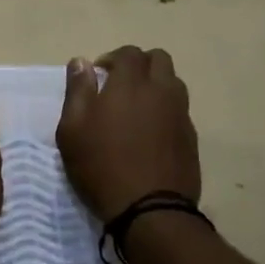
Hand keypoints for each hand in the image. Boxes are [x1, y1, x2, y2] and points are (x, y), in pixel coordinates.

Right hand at [57, 46, 200, 220]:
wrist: (150, 210)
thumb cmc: (102, 166)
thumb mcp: (73, 130)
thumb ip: (77, 91)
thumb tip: (81, 62)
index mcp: (131, 84)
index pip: (129, 53)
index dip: (113, 58)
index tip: (99, 76)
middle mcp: (161, 91)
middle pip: (159, 59)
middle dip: (139, 64)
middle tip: (120, 85)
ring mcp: (180, 113)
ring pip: (173, 82)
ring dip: (156, 84)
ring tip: (137, 107)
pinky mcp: (191, 137)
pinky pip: (180, 109)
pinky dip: (166, 109)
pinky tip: (151, 132)